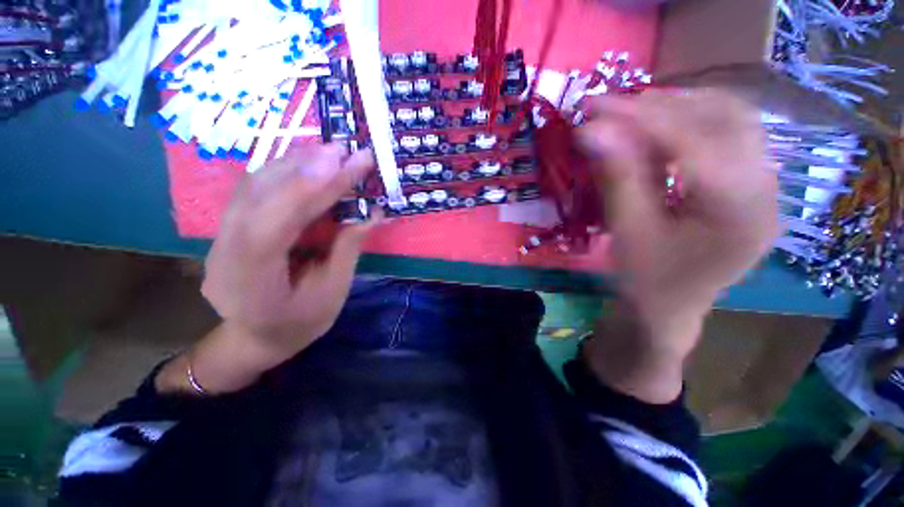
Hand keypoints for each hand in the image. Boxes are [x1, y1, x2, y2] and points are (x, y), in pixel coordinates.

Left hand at [154, 144, 378, 395]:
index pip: (274, 224)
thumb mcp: (332, 293)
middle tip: (344, 150)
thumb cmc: (299, 324)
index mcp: (250, 282)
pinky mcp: (230, 226)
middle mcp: (224, 252)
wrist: (255, 338)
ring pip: (253, 187)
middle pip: (258, 198)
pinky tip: (309, 165)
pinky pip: (255, 191)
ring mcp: (220, 236)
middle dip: (305, 169)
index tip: (346, 165)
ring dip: (294, 164)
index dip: (310, 191)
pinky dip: (284, 172)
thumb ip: (347, 250)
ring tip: (331, 152)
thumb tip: (373, 213)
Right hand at [575, 90, 778, 401]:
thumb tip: (591, 130)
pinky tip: (660, 126)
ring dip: (679, 106)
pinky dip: (692, 120)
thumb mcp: (627, 231)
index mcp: (739, 211)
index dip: (639, 116)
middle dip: (661, 104)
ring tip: (632, 112)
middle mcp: (767, 189)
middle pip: (723, 117)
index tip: (593, 106)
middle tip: (611, 107)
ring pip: (731, 118)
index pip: (692, 140)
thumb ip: (616, 177)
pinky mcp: (753, 184)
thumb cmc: (646, 280)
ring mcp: (766, 185)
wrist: (670, 309)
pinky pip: (730, 133)